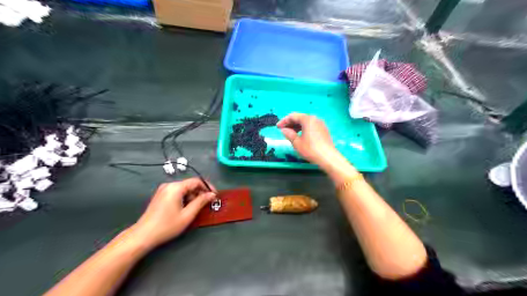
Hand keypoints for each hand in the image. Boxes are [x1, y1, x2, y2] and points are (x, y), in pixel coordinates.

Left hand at [130, 178, 215, 249]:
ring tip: (196, 209)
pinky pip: (177, 193)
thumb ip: (201, 202)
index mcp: (176, 187)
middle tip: (207, 204)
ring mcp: (163, 190)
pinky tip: (186, 209)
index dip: (208, 187)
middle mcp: (169, 185)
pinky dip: (184, 198)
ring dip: (192, 197)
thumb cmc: (167, 225)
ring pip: (184, 189)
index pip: (196, 181)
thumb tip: (212, 194)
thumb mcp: (188, 215)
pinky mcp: (161, 196)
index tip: (214, 196)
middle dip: (200, 193)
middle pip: (190, 185)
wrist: (143, 236)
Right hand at [277, 112, 336, 165]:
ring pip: (306, 122)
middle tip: (283, 130)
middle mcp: (315, 119)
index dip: (284, 121)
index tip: (277, 127)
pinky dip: (304, 129)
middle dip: (290, 123)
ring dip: (297, 126)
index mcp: (308, 119)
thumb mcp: (297, 142)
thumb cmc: (311, 149)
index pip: (293, 116)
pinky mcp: (324, 130)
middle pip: (300, 118)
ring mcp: (321, 124)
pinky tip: (300, 136)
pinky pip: (311, 126)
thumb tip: (283, 130)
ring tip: (290, 133)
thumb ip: (289, 134)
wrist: (328, 158)